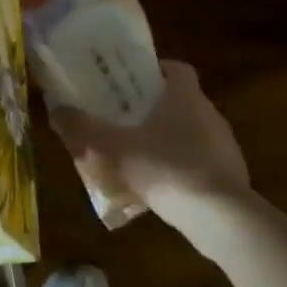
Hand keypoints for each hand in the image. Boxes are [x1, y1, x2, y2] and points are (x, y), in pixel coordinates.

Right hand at [48, 61, 250, 221]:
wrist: (221, 218)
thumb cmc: (165, 168)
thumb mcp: (113, 147)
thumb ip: (82, 127)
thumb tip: (56, 108)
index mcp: (185, 96)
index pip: (176, 68)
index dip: (154, 69)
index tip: (130, 80)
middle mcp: (209, 114)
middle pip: (181, 99)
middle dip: (153, 106)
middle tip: (123, 116)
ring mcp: (225, 146)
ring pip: (191, 131)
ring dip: (167, 137)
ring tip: (137, 152)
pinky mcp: (231, 176)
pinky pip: (201, 161)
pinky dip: (181, 166)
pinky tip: (159, 184)